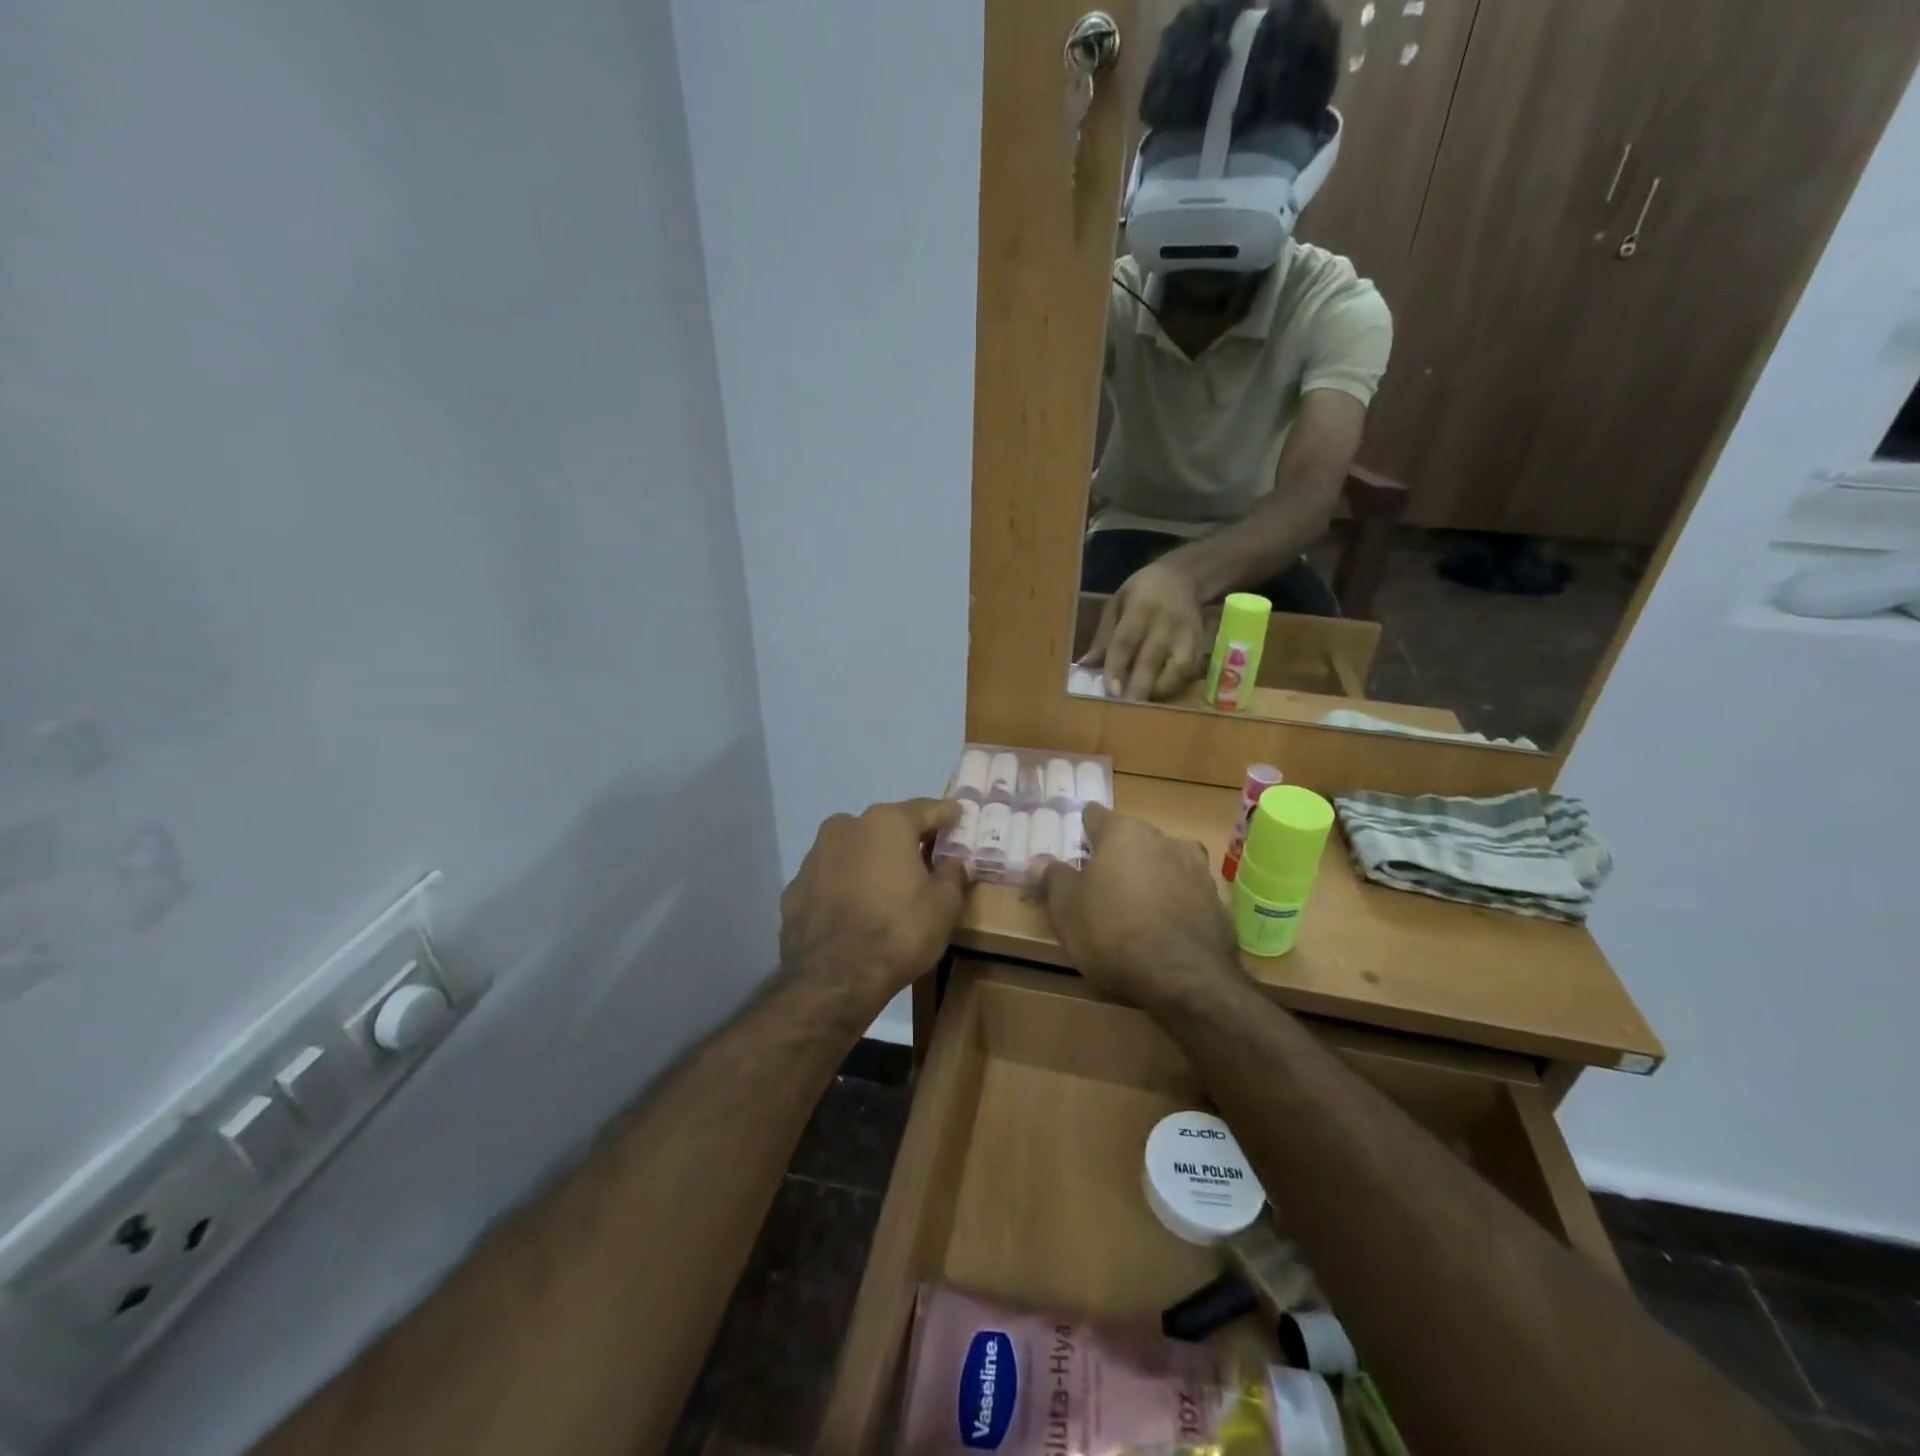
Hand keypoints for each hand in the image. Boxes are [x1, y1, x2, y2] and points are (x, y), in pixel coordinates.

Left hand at [780, 798, 966, 1011]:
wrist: (833, 979)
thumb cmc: (899, 932)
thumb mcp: (944, 905)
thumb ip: (952, 872)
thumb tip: (953, 858)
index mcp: (886, 822)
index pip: (926, 809)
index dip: (947, 815)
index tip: (959, 817)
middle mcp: (846, 826)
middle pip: (886, 826)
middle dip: (907, 840)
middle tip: (926, 859)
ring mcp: (814, 856)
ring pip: (854, 850)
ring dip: (872, 862)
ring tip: (888, 889)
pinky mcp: (794, 887)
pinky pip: (831, 878)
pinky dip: (846, 886)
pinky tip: (856, 910)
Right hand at [1039, 803, 1244, 1011]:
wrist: (1186, 977)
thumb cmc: (1113, 932)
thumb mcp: (1066, 909)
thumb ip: (1053, 878)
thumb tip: (1039, 859)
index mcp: (1123, 832)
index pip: (1095, 816)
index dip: (1082, 830)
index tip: (1074, 848)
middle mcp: (1163, 839)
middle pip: (1132, 839)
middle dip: (1117, 856)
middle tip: (1099, 884)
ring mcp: (1197, 869)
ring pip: (1163, 863)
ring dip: (1149, 877)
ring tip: (1134, 907)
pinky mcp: (1217, 902)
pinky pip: (1185, 894)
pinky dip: (1173, 903)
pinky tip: (1162, 930)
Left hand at [1080, 558, 1204, 700]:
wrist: (1182, 577)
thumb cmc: (1141, 592)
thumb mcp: (1116, 604)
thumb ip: (1103, 636)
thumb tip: (1085, 665)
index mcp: (1140, 608)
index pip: (1126, 641)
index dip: (1117, 667)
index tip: (1111, 691)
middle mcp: (1166, 623)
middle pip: (1151, 659)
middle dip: (1138, 686)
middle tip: (1125, 707)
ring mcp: (1187, 635)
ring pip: (1176, 669)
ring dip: (1159, 689)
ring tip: (1142, 703)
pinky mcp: (1200, 645)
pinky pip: (1189, 672)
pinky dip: (1175, 685)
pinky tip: (1159, 693)